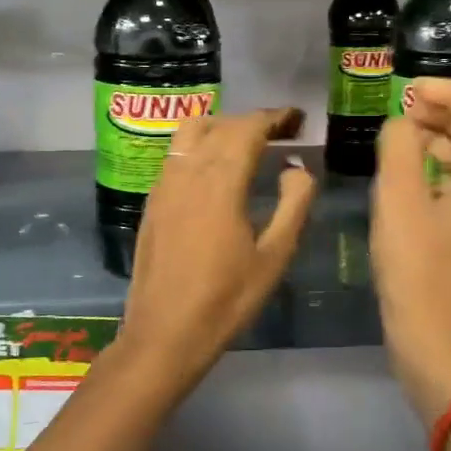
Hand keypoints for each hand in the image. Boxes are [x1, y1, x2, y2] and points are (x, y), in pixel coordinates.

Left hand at [115, 108, 316, 399]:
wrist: (164, 333)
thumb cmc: (226, 299)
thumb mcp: (274, 256)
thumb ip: (293, 204)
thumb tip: (297, 168)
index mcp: (220, 181)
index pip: (248, 128)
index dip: (274, 117)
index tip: (296, 119)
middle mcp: (187, 171)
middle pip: (221, 125)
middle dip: (252, 121)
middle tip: (281, 131)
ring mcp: (164, 184)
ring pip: (191, 132)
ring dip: (222, 127)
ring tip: (247, 143)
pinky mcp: (152, 201)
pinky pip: (177, 154)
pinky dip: (200, 144)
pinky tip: (214, 169)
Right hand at [371, 79, 450, 423]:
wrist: (435, 337)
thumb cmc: (417, 265)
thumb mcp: (399, 197)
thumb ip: (400, 146)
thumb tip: (402, 123)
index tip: (411, 93)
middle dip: (448, 111)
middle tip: (405, 111)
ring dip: (442, 138)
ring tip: (401, 138)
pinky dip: (439, 167)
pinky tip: (406, 177)